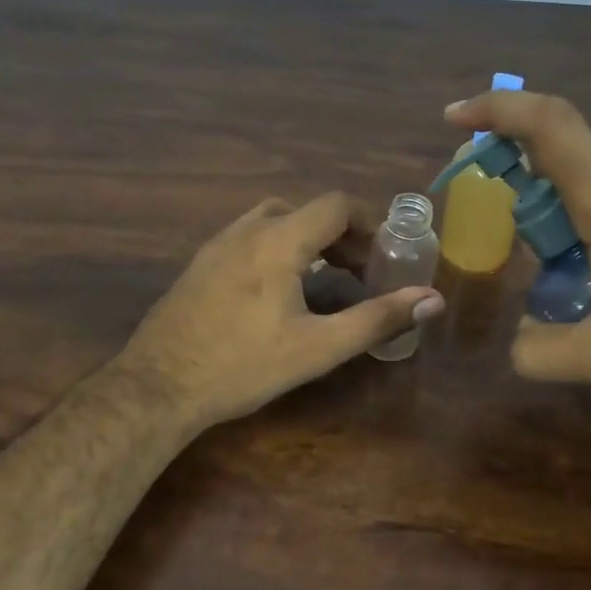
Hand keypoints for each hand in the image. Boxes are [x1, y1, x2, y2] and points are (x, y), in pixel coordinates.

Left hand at [118, 193, 444, 430]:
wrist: (158, 385)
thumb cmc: (243, 365)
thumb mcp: (318, 348)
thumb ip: (377, 319)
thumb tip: (432, 299)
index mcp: (279, 240)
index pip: (336, 204)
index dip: (368, 223)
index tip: (384, 256)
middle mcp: (246, 230)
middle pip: (305, 211)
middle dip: (340, 235)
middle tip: (357, 273)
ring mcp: (216, 245)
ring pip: (273, 223)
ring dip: (306, 241)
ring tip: (322, 281)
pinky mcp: (199, 265)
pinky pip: (248, 240)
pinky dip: (276, 250)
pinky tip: (276, 294)